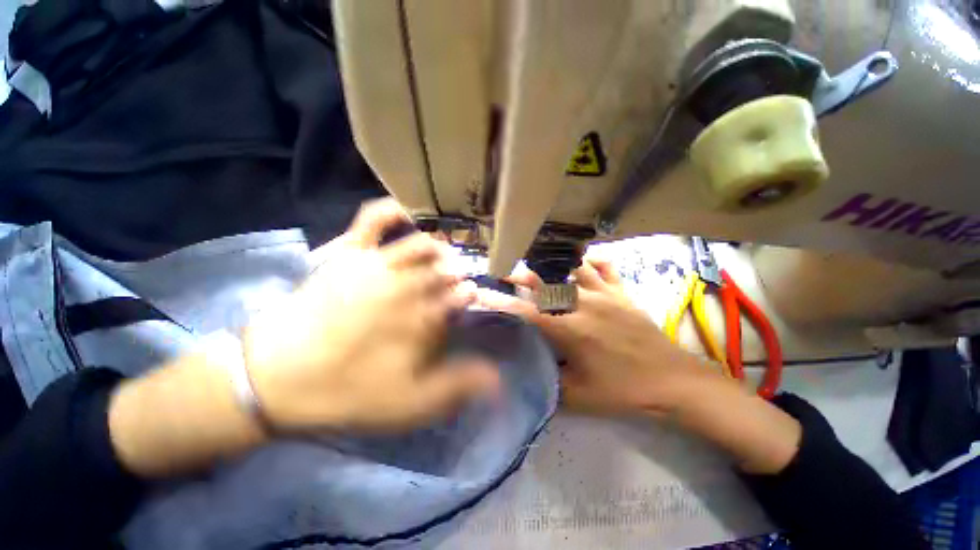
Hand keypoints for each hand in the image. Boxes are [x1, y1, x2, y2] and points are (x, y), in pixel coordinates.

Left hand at [244, 199, 499, 432]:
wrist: (275, 378)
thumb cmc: (347, 391)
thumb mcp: (409, 403)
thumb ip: (457, 386)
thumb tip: (499, 378)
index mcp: (423, 316)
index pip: (461, 295)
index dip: (468, 295)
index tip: (469, 299)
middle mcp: (407, 284)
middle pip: (446, 267)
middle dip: (457, 272)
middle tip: (459, 278)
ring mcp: (378, 262)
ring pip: (423, 244)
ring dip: (439, 248)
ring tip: (443, 254)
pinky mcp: (350, 252)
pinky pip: (374, 219)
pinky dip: (393, 210)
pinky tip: (408, 212)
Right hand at [477, 258, 711, 417]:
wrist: (674, 382)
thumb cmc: (624, 392)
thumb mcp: (580, 397)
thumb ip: (548, 384)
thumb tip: (528, 374)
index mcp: (569, 329)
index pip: (525, 311)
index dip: (500, 302)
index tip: (481, 294)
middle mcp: (583, 304)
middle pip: (545, 281)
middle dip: (520, 276)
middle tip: (504, 272)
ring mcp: (605, 295)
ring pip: (572, 268)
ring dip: (551, 264)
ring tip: (538, 263)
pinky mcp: (622, 293)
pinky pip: (605, 268)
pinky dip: (592, 261)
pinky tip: (583, 261)